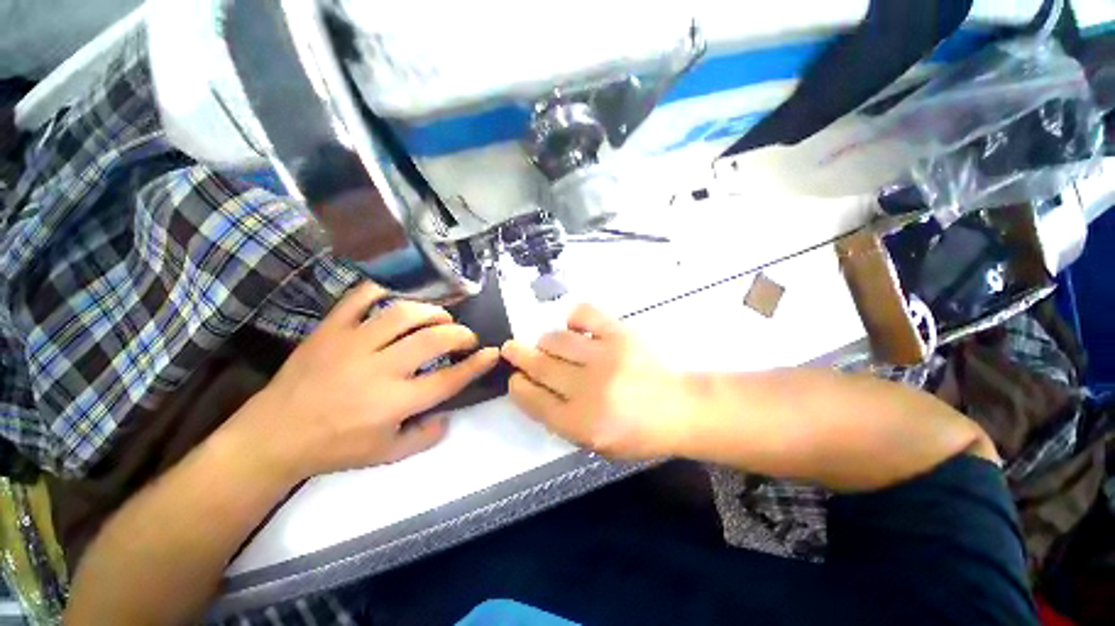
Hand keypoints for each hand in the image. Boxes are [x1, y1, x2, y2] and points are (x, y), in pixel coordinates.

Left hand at [232, 282, 498, 481]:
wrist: (274, 434)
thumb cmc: (335, 447)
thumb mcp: (386, 455)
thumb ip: (424, 437)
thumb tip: (448, 415)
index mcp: (394, 401)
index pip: (449, 378)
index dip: (477, 364)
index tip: (492, 353)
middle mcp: (379, 368)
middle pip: (433, 339)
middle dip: (461, 334)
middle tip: (466, 337)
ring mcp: (352, 343)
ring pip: (403, 313)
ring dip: (432, 311)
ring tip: (441, 318)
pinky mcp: (331, 329)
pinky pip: (360, 298)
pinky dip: (384, 291)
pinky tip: (400, 297)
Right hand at [501, 304, 694, 458]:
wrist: (679, 408)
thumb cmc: (637, 432)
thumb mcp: (596, 443)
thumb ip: (561, 419)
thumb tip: (534, 386)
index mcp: (582, 423)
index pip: (534, 400)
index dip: (518, 386)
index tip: (514, 377)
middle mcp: (589, 389)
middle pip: (540, 366)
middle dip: (519, 356)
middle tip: (511, 348)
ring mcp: (605, 357)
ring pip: (556, 339)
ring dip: (546, 341)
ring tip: (549, 344)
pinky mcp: (620, 334)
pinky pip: (583, 314)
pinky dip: (573, 318)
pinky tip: (575, 327)